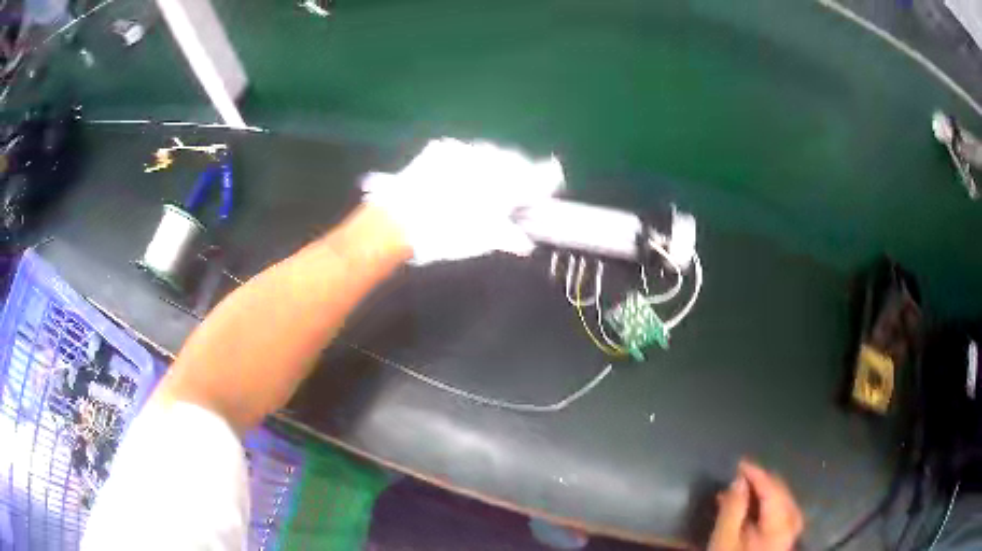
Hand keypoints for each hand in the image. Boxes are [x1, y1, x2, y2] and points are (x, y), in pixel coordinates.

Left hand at [362, 138, 563, 264]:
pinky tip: (461, 175)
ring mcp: (463, 151)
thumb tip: (524, 243)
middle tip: (515, 190)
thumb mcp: (480, 241)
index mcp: (504, 185)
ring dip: (495, 165)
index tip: (553, 178)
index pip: (537, 175)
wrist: (396, 220)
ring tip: (486, 183)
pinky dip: (470, 161)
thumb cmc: (443, 235)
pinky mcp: (442, 148)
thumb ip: (507, 237)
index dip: (547, 178)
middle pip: (515, 162)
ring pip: (490, 154)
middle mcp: (488, 161)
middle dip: (519, 173)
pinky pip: (465, 150)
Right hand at [708, 461, 803, 550]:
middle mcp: (791, 525)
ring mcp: (789, 533)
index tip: (738, 464)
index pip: (772, 490)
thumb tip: (738, 479)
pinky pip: (778, 513)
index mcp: (780, 525)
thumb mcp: (724, 540)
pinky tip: (749, 507)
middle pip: (781, 494)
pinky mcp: (782, 539)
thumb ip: (733, 509)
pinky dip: (764, 505)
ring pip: (781, 502)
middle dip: (760, 482)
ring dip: (761, 493)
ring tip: (740, 490)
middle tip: (738, 476)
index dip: (756, 474)